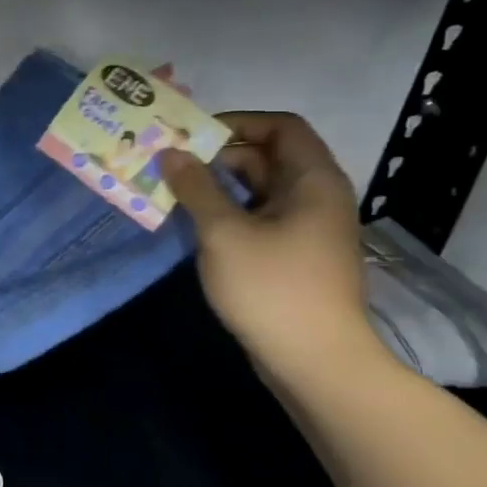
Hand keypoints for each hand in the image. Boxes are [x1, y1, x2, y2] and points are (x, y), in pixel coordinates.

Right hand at [159, 112, 378, 382]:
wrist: (316, 364)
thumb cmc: (273, 289)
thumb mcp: (224, 232)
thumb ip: (196, 187)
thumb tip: (170, 152)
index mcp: (312, 181)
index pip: (281, 127)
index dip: (238, 122)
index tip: (194, 136)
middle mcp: (315, 198)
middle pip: (267, 157)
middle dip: (218, 156)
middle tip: (171, 164)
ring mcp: (305, 229)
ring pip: (258, 190)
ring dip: (217, 186)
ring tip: (173, 191)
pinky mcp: (293, 256)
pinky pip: (258, 218)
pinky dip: (227, 213)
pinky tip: (193, 224)